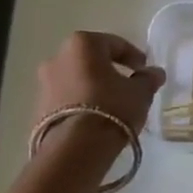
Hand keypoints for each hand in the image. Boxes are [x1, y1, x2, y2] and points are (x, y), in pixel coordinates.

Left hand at [34, 32, 166, 144]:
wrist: (75, 149)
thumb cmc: (112, 108)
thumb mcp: (140, 93)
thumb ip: (148, 79)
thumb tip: (154, 73)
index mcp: (82, 44)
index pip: (115, 44)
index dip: (134, 57)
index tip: (145, 71)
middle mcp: (57, 57)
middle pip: (91, 60)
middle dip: (109, 71)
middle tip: (127, 86)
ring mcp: (43, 83)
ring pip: (76, 80)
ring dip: (92, 88)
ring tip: (111, 107)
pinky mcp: (38, 108)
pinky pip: (66, 99)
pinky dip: (80, 104)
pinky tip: (95, 120)